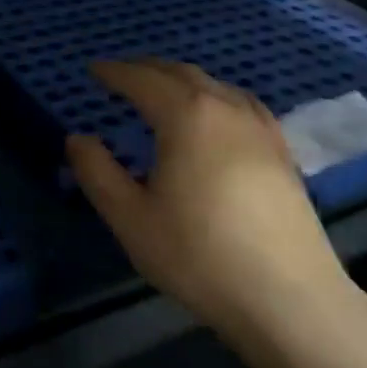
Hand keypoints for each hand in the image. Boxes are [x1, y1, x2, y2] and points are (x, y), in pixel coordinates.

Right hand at [64, 60, 354, 343]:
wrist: (289, 298)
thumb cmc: (199, 255)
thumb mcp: (131, 218)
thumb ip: (97, 172)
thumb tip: (77, 138)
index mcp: (186, 116)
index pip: (143, 80)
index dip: (115, 72)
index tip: (93, 69)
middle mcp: (225, 108)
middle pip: (181, 73)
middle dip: (147, 69)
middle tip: (122, 75)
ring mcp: (260, 128)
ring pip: (215, 85)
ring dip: (182, 80)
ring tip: (163, 91)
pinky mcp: (282, 151)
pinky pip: (242, 104)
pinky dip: (216, 96)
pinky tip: (216, 116)